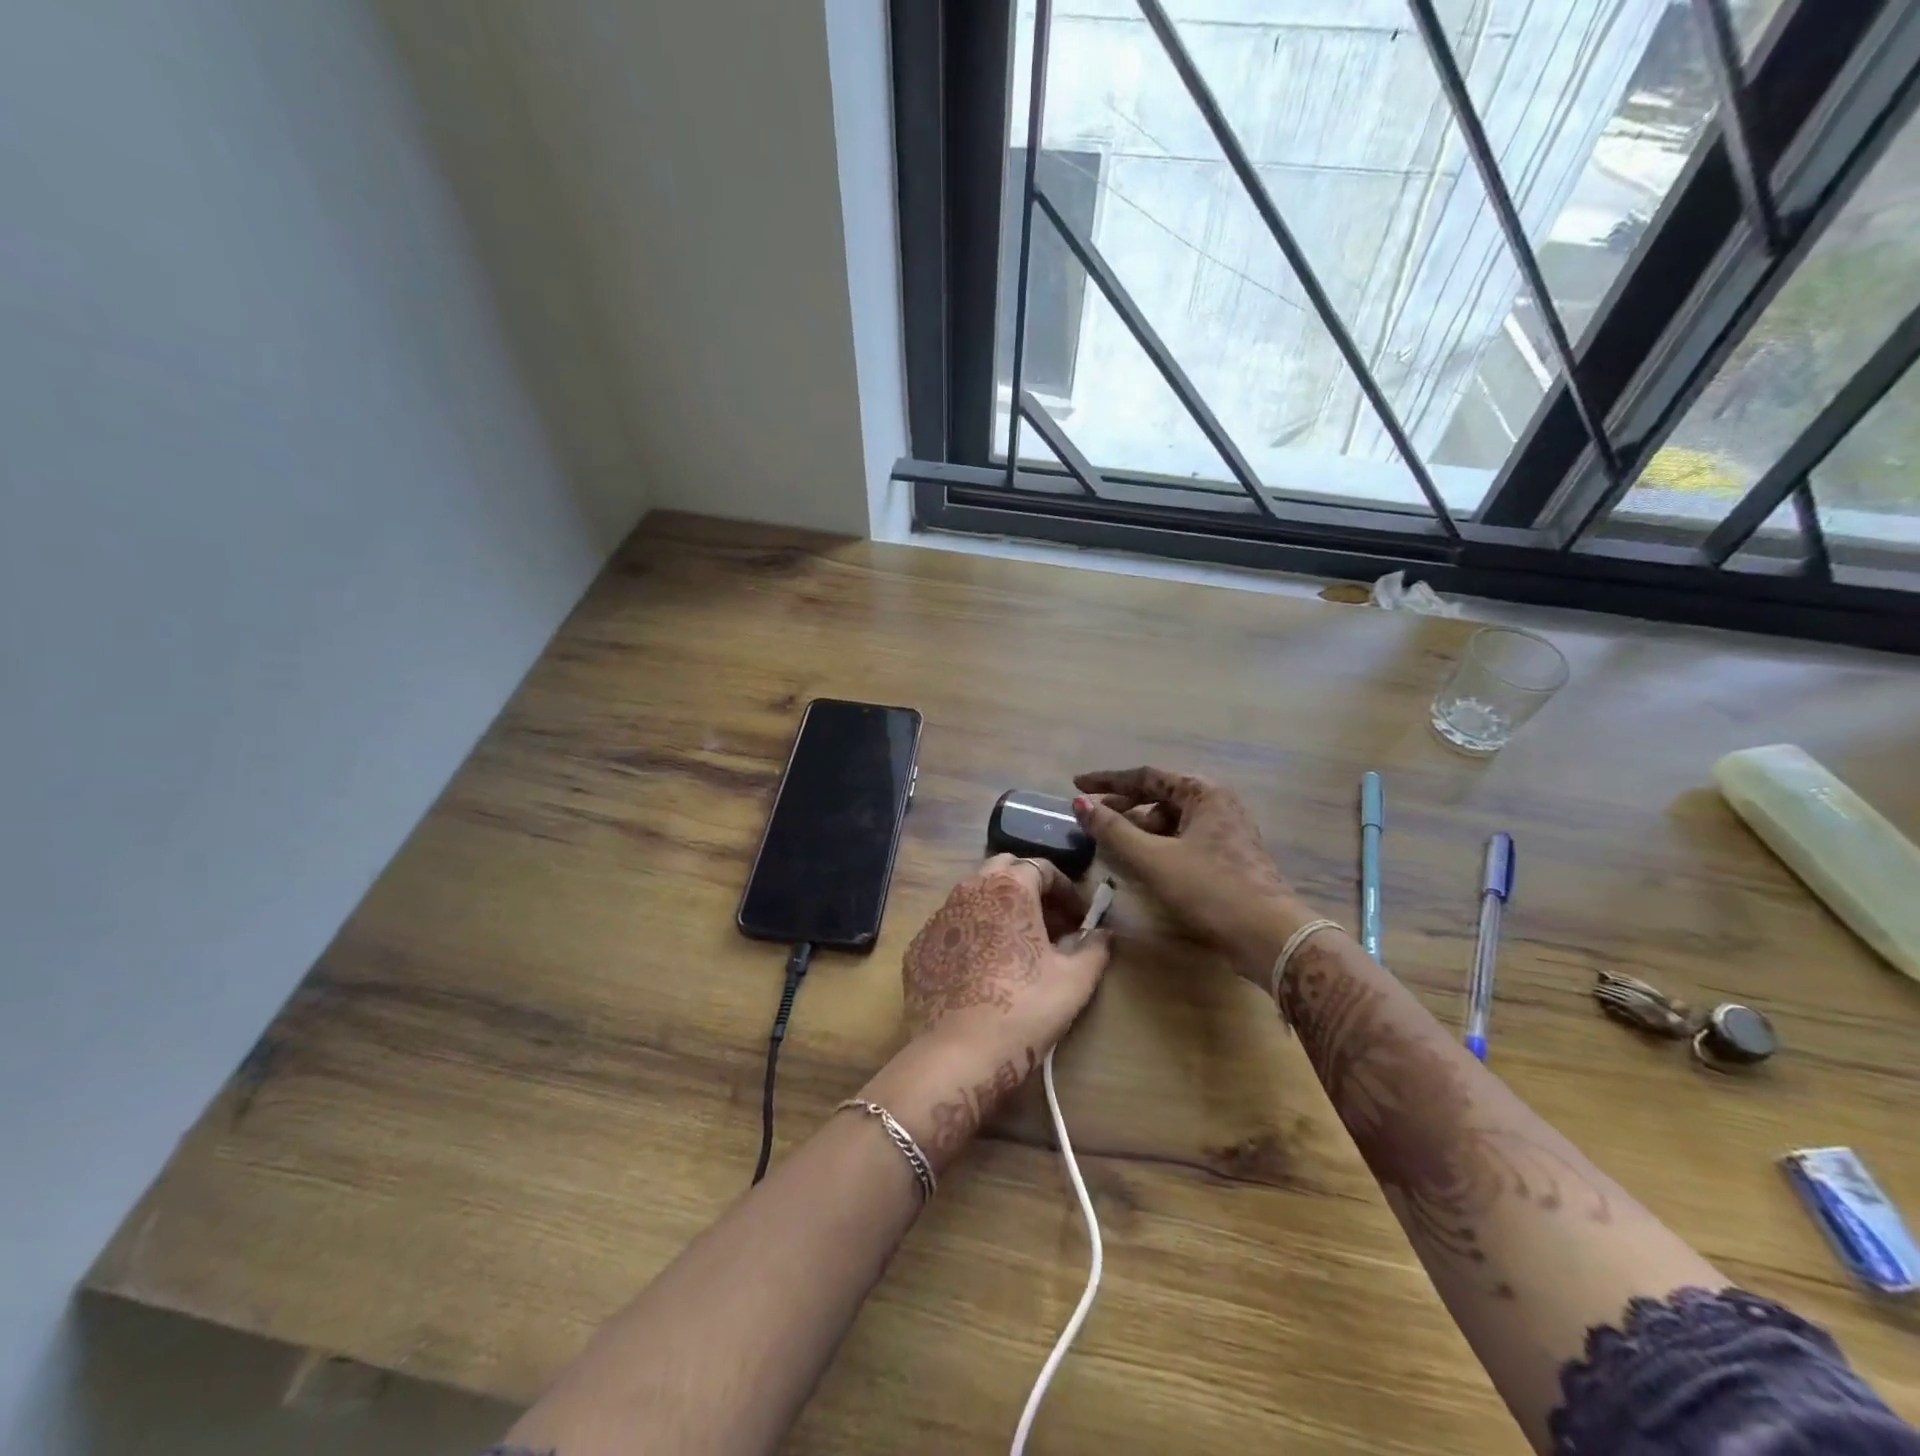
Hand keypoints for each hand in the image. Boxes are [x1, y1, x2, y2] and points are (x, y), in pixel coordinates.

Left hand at [861, 855, 1111, 1168]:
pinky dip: (971, 934)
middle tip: (1049, 923)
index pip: (1041, 867)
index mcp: (1009, 888)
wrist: (957, 1054)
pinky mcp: (918, 946)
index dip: (1066, 889)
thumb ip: (1094, 949)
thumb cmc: (1023, 1009)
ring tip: (1017, 945)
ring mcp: (938, 917)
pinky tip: (982, 968)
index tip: (1079, 917)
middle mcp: (968, 890)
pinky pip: (951, 927)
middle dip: (1029, 888)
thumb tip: (1104, 934)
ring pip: (973, 896)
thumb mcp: (1074, 980)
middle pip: (1003, 871)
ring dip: (999, 909)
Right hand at [1072, 766, 1309, 982]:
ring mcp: (1225, 832)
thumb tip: (1081, 805)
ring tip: (1111, 844)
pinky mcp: (1227, 859)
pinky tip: (1140, 862)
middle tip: (1091, 817)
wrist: (1268, 936)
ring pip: (1171, 821)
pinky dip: (1157, 846)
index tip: (1076, 785)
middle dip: (1122, 806)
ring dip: (1139, 829)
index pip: (1146, 776)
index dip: (1107, 781)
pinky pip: (1182, 841)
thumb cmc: (1209, 889)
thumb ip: (1114, 830)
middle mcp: (1217, 805)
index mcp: (1203, 793)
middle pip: (1159, 797)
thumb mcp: (1153, 858)